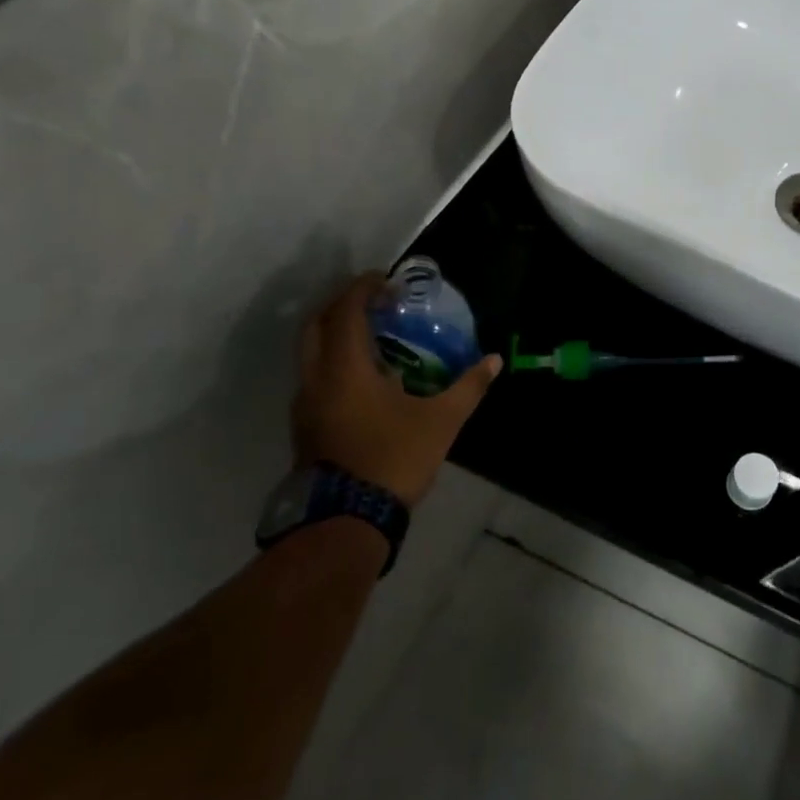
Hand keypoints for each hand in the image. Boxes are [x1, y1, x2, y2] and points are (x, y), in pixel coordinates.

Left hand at [290, 273, 501, 507]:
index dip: (363, 288)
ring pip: (309, 352)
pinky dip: (333, 361)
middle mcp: (316, 378)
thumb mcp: (441, 421)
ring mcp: (305, 404)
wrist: (346, 520)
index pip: (345, 311)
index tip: (386, 280)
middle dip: (341, 304)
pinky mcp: (304, 426)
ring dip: (334, 334)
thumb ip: (468, 387)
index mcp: (345, 368)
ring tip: (372, 337)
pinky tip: (364, 378)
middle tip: (374, 301)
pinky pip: (314, 376)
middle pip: (316, 324)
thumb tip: (494, 360)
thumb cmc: (394, 459)